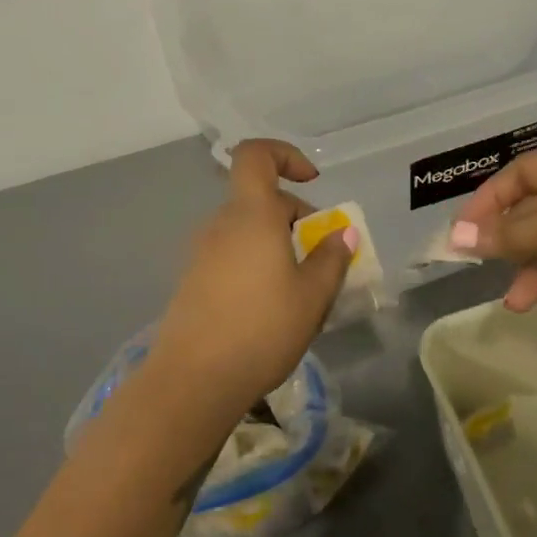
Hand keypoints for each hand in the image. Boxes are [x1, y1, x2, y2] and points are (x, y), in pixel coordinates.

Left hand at [143, 140, 355, 420]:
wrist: (193, 381)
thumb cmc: (262, 329)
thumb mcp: (313, 296)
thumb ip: (331, 258)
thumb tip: (343, 231)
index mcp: (251, 215)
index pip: (256, 155)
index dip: (285, 155)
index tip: (312, 183)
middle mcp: (221, 224)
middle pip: (259, 199)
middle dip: (295, 216)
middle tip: (320, 257)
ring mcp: (201, 253)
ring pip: (246, 230)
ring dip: (276, 244)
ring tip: (299, 289)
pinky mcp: (192, 281)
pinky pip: (231, 254)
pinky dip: (255, 263)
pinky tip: (269, 307)